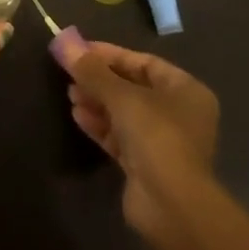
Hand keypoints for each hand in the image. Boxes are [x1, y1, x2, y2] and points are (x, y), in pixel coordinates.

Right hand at [67, 41, 220, 241]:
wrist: (172, 207)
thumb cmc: (156, 136)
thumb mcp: (121, 96)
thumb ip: (91, 70)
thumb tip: (62, 42)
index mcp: (185, 90)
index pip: (143, 63)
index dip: (110, 55)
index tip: (79, 51)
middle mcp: (178, 113)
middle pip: (132, 88)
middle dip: (100, 80)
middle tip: (70, 75)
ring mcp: (163, 142)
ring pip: (124, 113)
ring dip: (97, 102)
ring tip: (70, 95)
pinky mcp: (147, 166)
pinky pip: (120, 136)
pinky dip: (100, 125)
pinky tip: (77, 116)